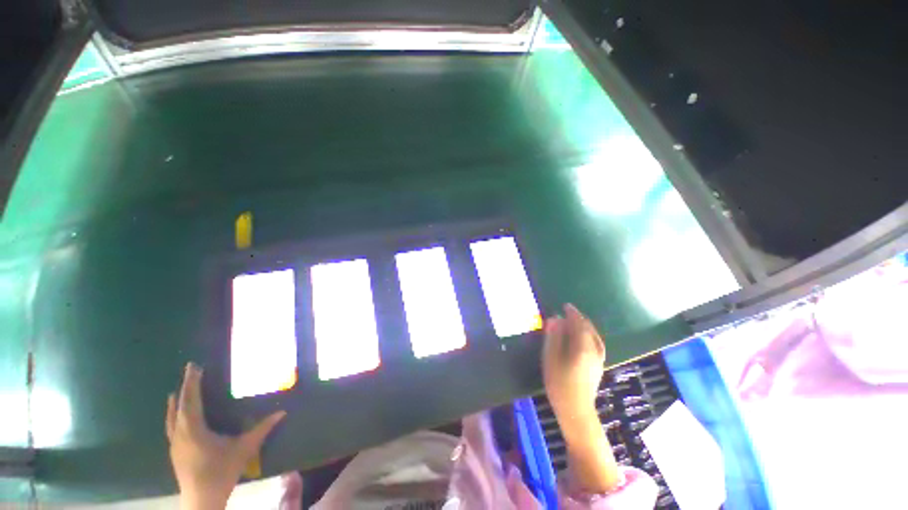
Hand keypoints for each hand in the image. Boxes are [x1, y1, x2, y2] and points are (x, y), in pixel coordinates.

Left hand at [166, 363, 285, 508]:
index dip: (193, 382)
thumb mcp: (245, 449)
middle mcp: (180, 433)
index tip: (194, 366)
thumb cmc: (222, 471)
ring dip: (176, 402)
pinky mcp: (174, 452)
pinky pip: (171, 427)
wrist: (201, 500)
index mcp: (194, 429)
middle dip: (185, 387)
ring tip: (177, 391)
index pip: (191, 400)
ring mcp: (174, 444)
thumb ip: (262, 429)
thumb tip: (283, 412)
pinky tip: (176, 417)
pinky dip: (173, 415)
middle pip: (179, 405)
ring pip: (171, 417)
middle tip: (190, 371)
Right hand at [543, 304, 620, 492]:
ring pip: (595, 336)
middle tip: (569, 312)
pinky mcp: (598, 367)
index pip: (579, 324)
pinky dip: (590, 335)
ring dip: (586, 326)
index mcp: (582, 347)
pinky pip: (596, 343)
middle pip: (589, 329)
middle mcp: (594, 350)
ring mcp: (598, 359)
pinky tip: (584, 338)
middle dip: (579, 318)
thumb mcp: (551, 357)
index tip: (566, 305)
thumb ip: (554, 337)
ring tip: (576, 322)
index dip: (572, 313)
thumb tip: (555, 319)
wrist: (576, 411)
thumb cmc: (559, 383)